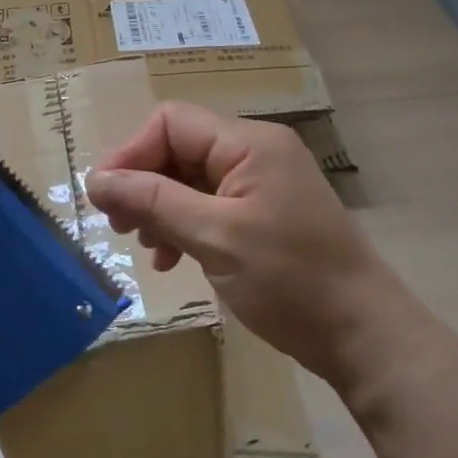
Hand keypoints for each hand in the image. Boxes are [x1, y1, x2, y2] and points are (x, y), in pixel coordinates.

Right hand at [86, 103, 424, 394]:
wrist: (362, 335)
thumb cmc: (290, 280)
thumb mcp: (214, 237)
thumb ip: (153, 201)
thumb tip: (95, 180)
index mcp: (249, 143)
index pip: (171, 122)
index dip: (131, 154)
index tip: (103, 199)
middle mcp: (255, 153)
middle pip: (179, 148)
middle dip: (143, 184)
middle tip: (119, 227)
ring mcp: (261, 184)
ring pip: (190, 179)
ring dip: (160, 208)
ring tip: (147, 247)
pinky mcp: (263, 215)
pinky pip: (209, 205)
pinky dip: (183, 225)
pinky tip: (172, 259)